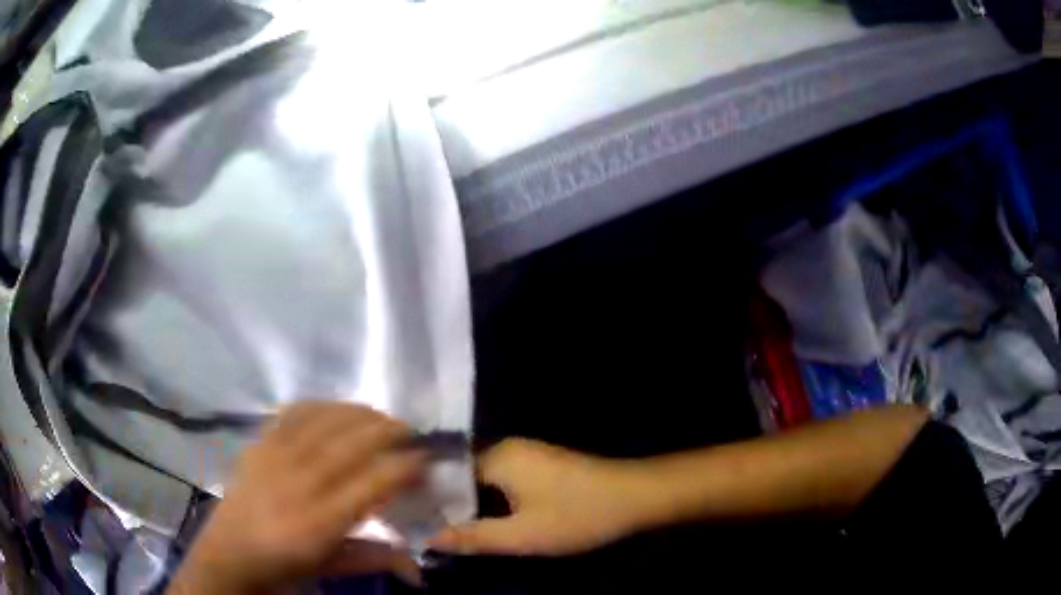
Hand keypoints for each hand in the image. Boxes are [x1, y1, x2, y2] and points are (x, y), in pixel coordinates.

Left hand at [167, 402, 425, 594]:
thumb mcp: (332, 569)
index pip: (375, 480)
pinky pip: (295, 412)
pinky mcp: (260, 443)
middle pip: (352, 441)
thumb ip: (376, 558)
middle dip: (389, 430)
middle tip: (412, 432)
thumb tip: (419, 566)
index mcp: (322, 520)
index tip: (426, 459)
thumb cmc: (284, 567)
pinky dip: (323, 406)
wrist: (229, 553)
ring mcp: (276, 456)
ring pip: (326, 420)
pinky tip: (337, 410)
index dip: (406, 465)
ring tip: (381, 418)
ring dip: (360, 413)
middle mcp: (301, 481)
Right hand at [428, 438, 648, 556]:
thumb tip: (427, 538)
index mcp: (496, 457)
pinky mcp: (543, 466)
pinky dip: (492, 503)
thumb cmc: (577, 515)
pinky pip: (504, 483)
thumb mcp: (522, 536)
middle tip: (428, 532)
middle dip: (447, 505)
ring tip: (450, 531)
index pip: (443, 475)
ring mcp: (528, 455)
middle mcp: (507, 448)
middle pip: (462, 477)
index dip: (426, 500)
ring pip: (484, 482)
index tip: (410, 522)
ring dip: (470, 506)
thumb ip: (472, 538)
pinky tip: (487, 523)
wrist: (637, 497)